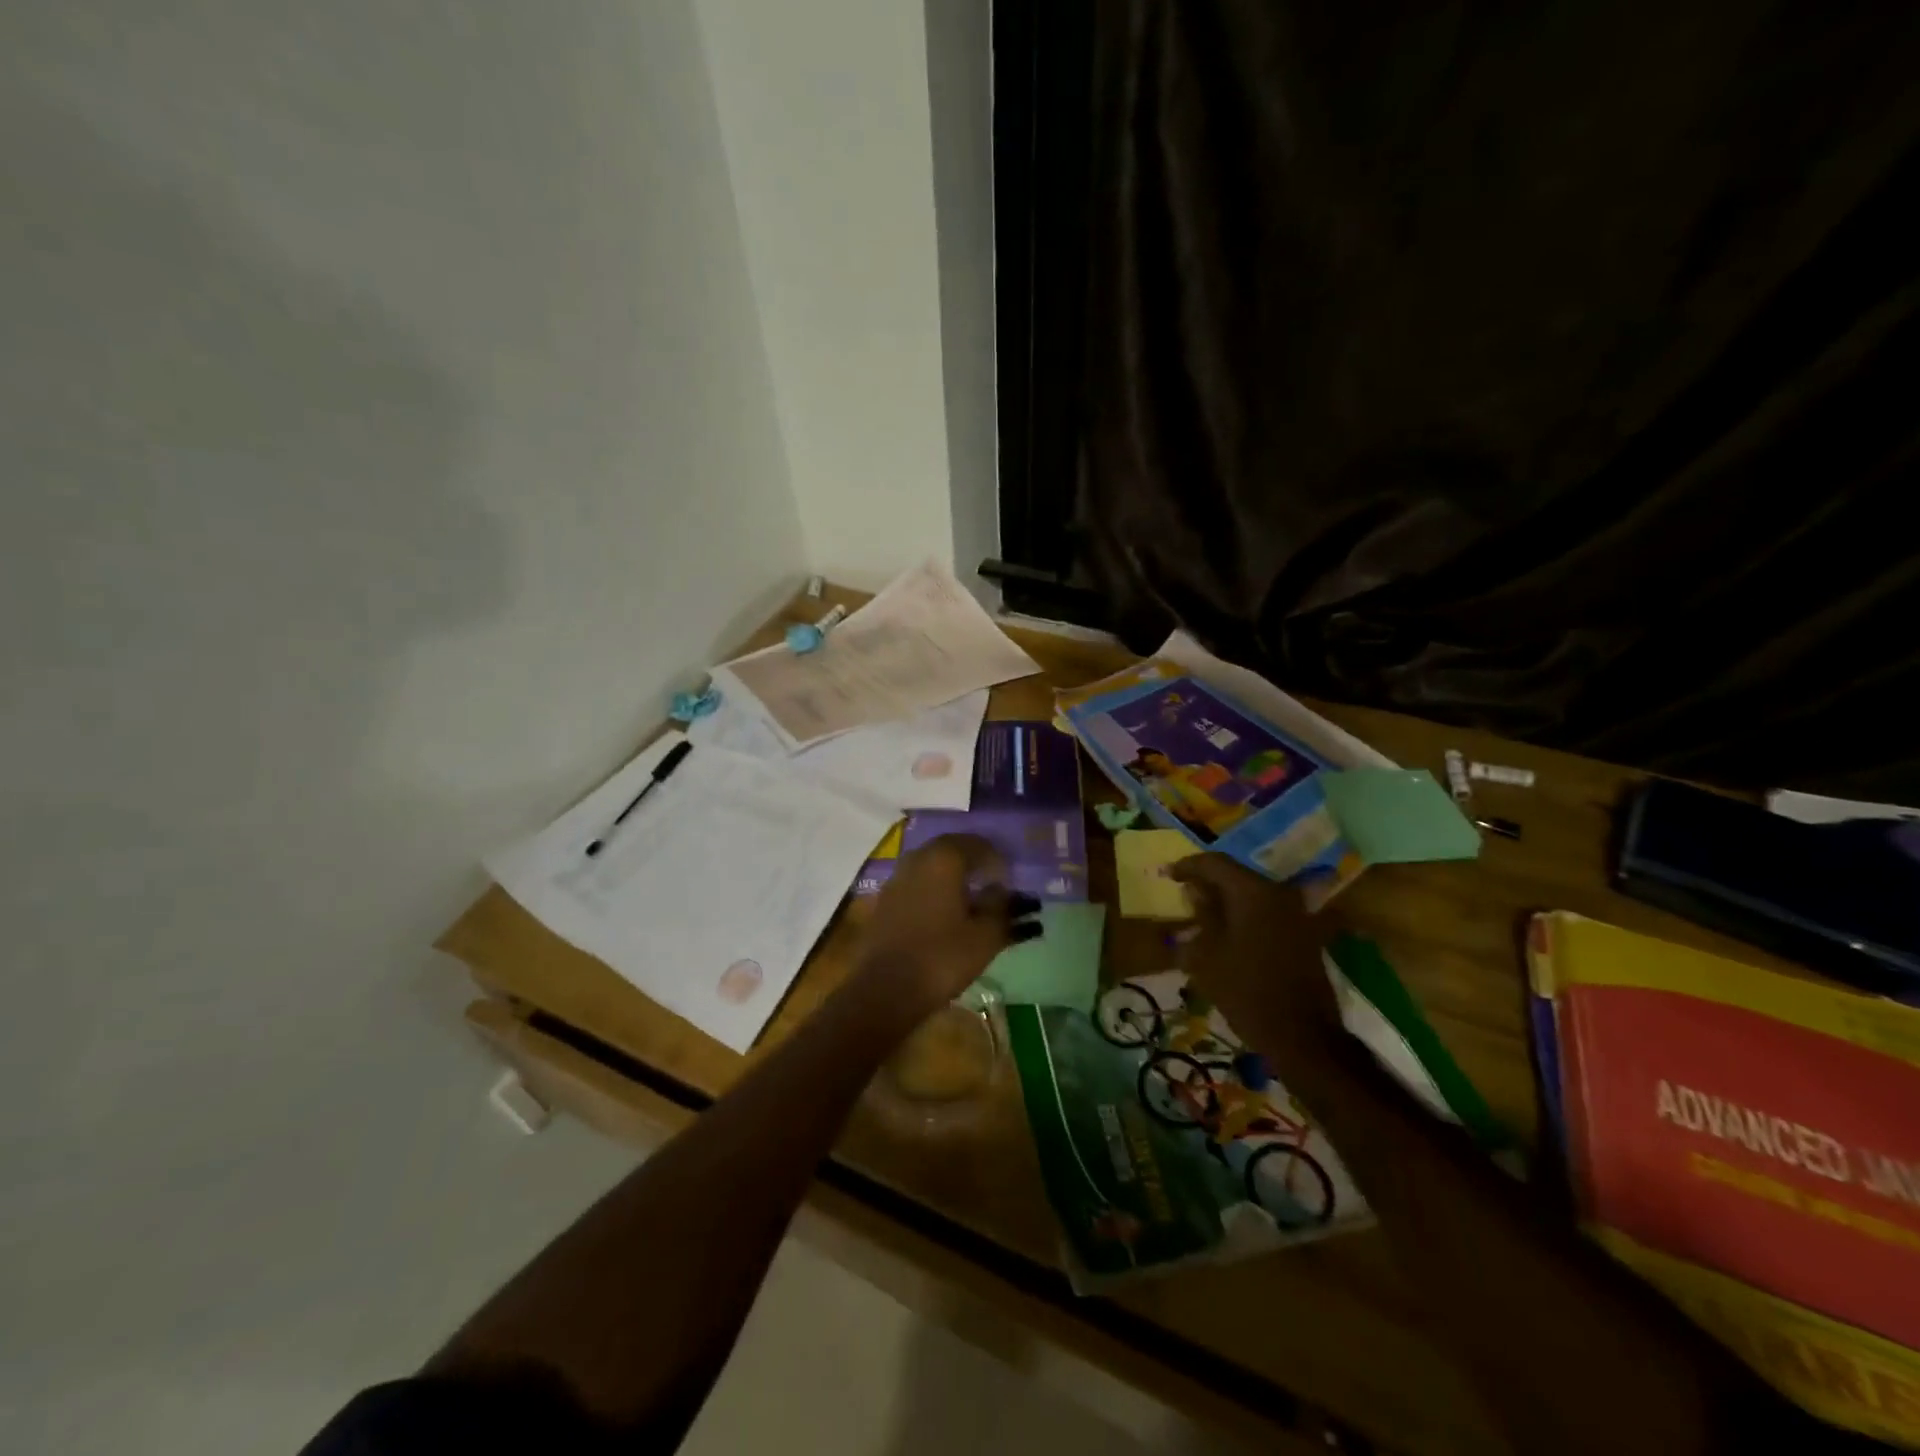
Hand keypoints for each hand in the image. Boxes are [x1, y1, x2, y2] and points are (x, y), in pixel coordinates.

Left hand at [851, 834, 1040, 1023]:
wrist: (885, 989)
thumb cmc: (941, 957)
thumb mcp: (985, 935)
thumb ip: (1002, 908)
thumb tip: (1005, 892)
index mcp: (944, 858)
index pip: (979, 844)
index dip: (998, 860)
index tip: (1010, 881)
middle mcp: (918, 858)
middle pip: (953, 850)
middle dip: (976, 863)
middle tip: (993, 883)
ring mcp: (898, 878)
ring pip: (933, 866)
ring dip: (955, 877)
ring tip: (973, 899)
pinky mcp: (885, 900)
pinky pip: (918, 884)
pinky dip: (936, 890)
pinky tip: (946, 914)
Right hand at [1170, 855, 1339, 1061]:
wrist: (1303, 1036)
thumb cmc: (1246, 992)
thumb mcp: (1208, 954)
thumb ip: (1202, 915)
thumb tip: (1196, 890)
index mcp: (1253, 892)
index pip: (1215, 863)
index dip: (1188, 866)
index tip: (1168, 875)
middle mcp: (1278, 894)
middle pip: (1237, 876)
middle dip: (1208, 882)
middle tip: (1184, 893)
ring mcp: (1296, 914)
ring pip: (1253, 894)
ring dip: (1227, 900)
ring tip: (1202, 913)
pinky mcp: (1304, 934)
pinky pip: (1267, 912)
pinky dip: (1245, 915)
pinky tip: (1228, 932)